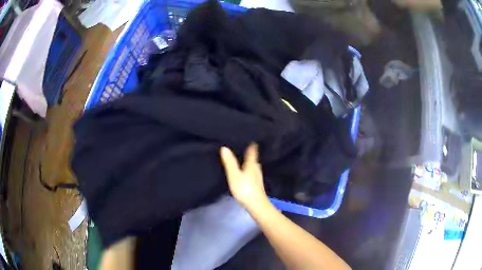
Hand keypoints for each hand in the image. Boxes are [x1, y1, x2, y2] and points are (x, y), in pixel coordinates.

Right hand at [220, 143, 267, 208]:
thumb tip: (224, 147)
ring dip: (248, 160)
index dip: (251, 143)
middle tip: (242, 144)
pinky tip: (244, 170)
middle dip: (249, 151)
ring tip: (241, 155)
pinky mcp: (257, 183)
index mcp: (252, 164)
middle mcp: (256, 168)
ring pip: (253, 164)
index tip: (248, 136)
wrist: (256, 205)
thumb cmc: (245, 189)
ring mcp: (258, 176)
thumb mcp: (234, 176)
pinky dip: (248, 168)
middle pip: (254, 157)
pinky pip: (252, 171)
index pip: (253, 150)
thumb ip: (230, 163)